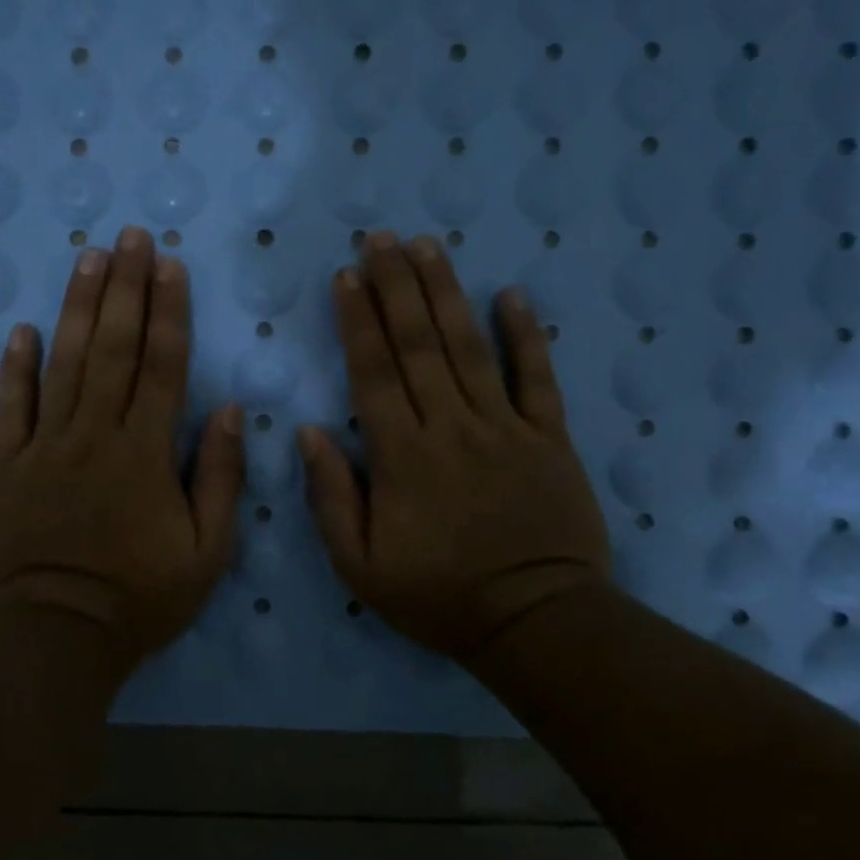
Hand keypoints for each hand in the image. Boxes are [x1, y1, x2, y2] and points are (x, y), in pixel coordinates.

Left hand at [0, 226, 243, 672]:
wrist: (58, 636)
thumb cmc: (142, 597)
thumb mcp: (206, 551)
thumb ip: (219, 477)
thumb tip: (226, 410)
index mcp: (145, 452)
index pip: (162, 366)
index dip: (168, 311)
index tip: (169, 265)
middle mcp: (95, 435)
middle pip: (112, 348)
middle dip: (124, 288)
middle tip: (129, 236)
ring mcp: (46, 447)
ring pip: (63, 364)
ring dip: (76, 308)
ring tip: (86, 259)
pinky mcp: (8, 467)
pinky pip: (11, 408)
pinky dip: (15, 368)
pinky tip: (20, 329)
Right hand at [297, 232, 610, 662]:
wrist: (535, 622)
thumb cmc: (439, 598)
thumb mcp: (360, 567)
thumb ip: (332, 497)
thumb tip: (309, 432)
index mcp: (402, 456)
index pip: (373, 372)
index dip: (357, 320)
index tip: (346, 276)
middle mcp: (451, 426)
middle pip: (419, 344)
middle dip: (396, 286)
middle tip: (380, 238)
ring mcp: (505, 427)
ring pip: (470, 347)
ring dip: (446, 293)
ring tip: (428, 246)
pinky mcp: (549, 438)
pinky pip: (538, 378)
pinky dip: (527, 334)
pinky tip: (512, 294)